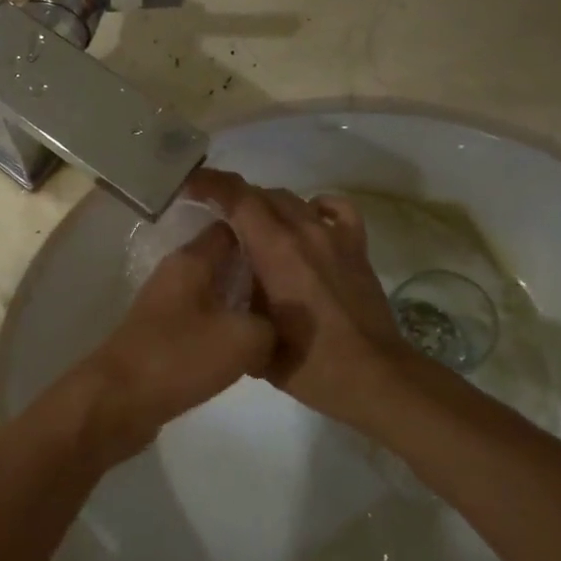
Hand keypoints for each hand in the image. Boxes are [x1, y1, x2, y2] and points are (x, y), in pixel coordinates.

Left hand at [76, 222, 271, 466]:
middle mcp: (176, 274)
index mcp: (191, 260)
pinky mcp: (163, 335)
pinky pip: (203, 321)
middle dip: (258, 272)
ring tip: (282, 319)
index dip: (263, 232)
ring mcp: (166, 305)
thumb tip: (277, 325)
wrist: (118, 401)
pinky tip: (249, 348)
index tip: (294, 247)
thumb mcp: (244, 339)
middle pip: (225, 261)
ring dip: (243, 304)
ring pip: (215, 294)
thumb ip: (272, 323)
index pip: (231, 228)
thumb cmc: (179, 358)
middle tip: (297, 288)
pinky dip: (224, 329)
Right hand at [188, 168, 409, 421]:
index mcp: (275, 250)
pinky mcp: (356, 247)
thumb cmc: (307, 363)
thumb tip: (224, 274)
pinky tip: (307, 220)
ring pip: (293, 199)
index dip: (211, 184)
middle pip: (262, 195)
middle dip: (234, 198)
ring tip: (253, 226)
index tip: (189, 185)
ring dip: (268, 205)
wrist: (372, 377)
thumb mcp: (254, 334)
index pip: (238, 198)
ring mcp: (333, 237)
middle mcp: (304, 232)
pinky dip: (315, 206)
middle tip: (214, 214)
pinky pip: (335, 209)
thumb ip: (236, 295)